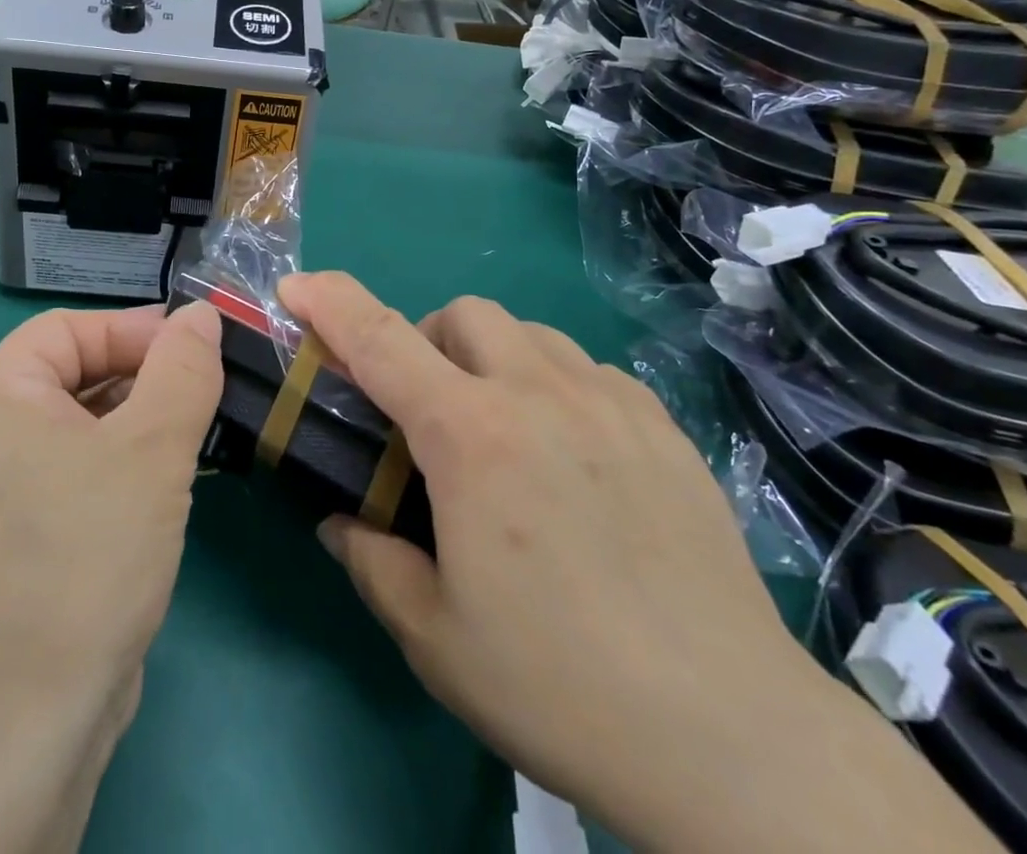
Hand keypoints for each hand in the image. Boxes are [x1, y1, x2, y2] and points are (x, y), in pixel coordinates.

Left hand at [0, 302, 223, 853]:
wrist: (29, 717)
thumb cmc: (87, 552)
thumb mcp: (151, 447)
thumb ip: (182, 369)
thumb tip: (200, 315)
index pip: (70, 329)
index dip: (134, 330)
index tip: (198, 348)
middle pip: (75, 373)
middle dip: (144, 375)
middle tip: (208, 390)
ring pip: (82, 424)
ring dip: (141, 420)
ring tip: (200, 431)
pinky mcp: (21, 535)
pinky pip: (78, 469)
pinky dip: (123, 462)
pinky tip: (171, 482)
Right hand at [279, 273, 999, 853]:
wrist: (730, 738)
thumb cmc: (560, 684)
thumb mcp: (434, 636)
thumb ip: (372, 561)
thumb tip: (344, 522)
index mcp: (471, 436)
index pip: (380, 339)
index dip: (329, 302)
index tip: (296, 286)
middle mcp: (538, 393)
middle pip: (462, 314)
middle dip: (426, 343)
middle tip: (424, 411)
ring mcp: (609, 402)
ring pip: (527, 332)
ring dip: (490, 358)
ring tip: (499, 429)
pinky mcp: (662, 425)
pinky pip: (588, 369)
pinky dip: (554, 384)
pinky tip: (570, 452)